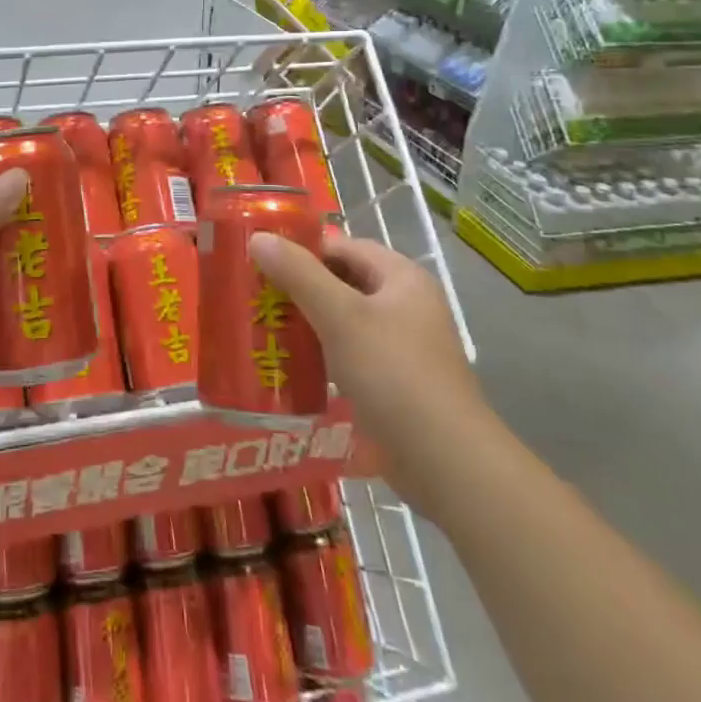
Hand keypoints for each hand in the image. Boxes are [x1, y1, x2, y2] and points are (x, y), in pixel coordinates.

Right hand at [249, 232, 491, 518]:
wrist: (446, 464)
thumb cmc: (394, 375)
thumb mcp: (340, 317)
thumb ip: (299, 274)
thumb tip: (259, 237)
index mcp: (402, 278)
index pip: (343, 247)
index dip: (302, 250)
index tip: (259, 261)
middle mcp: (405, 306)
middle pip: (342, 283)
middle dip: (298, 289)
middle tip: (254, 298)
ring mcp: (402, 347)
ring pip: (343, 322)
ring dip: (306, 325)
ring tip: (262, 331)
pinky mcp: (395, 384)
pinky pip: (349, 356)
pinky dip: (321, 357)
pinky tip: (289, 369)